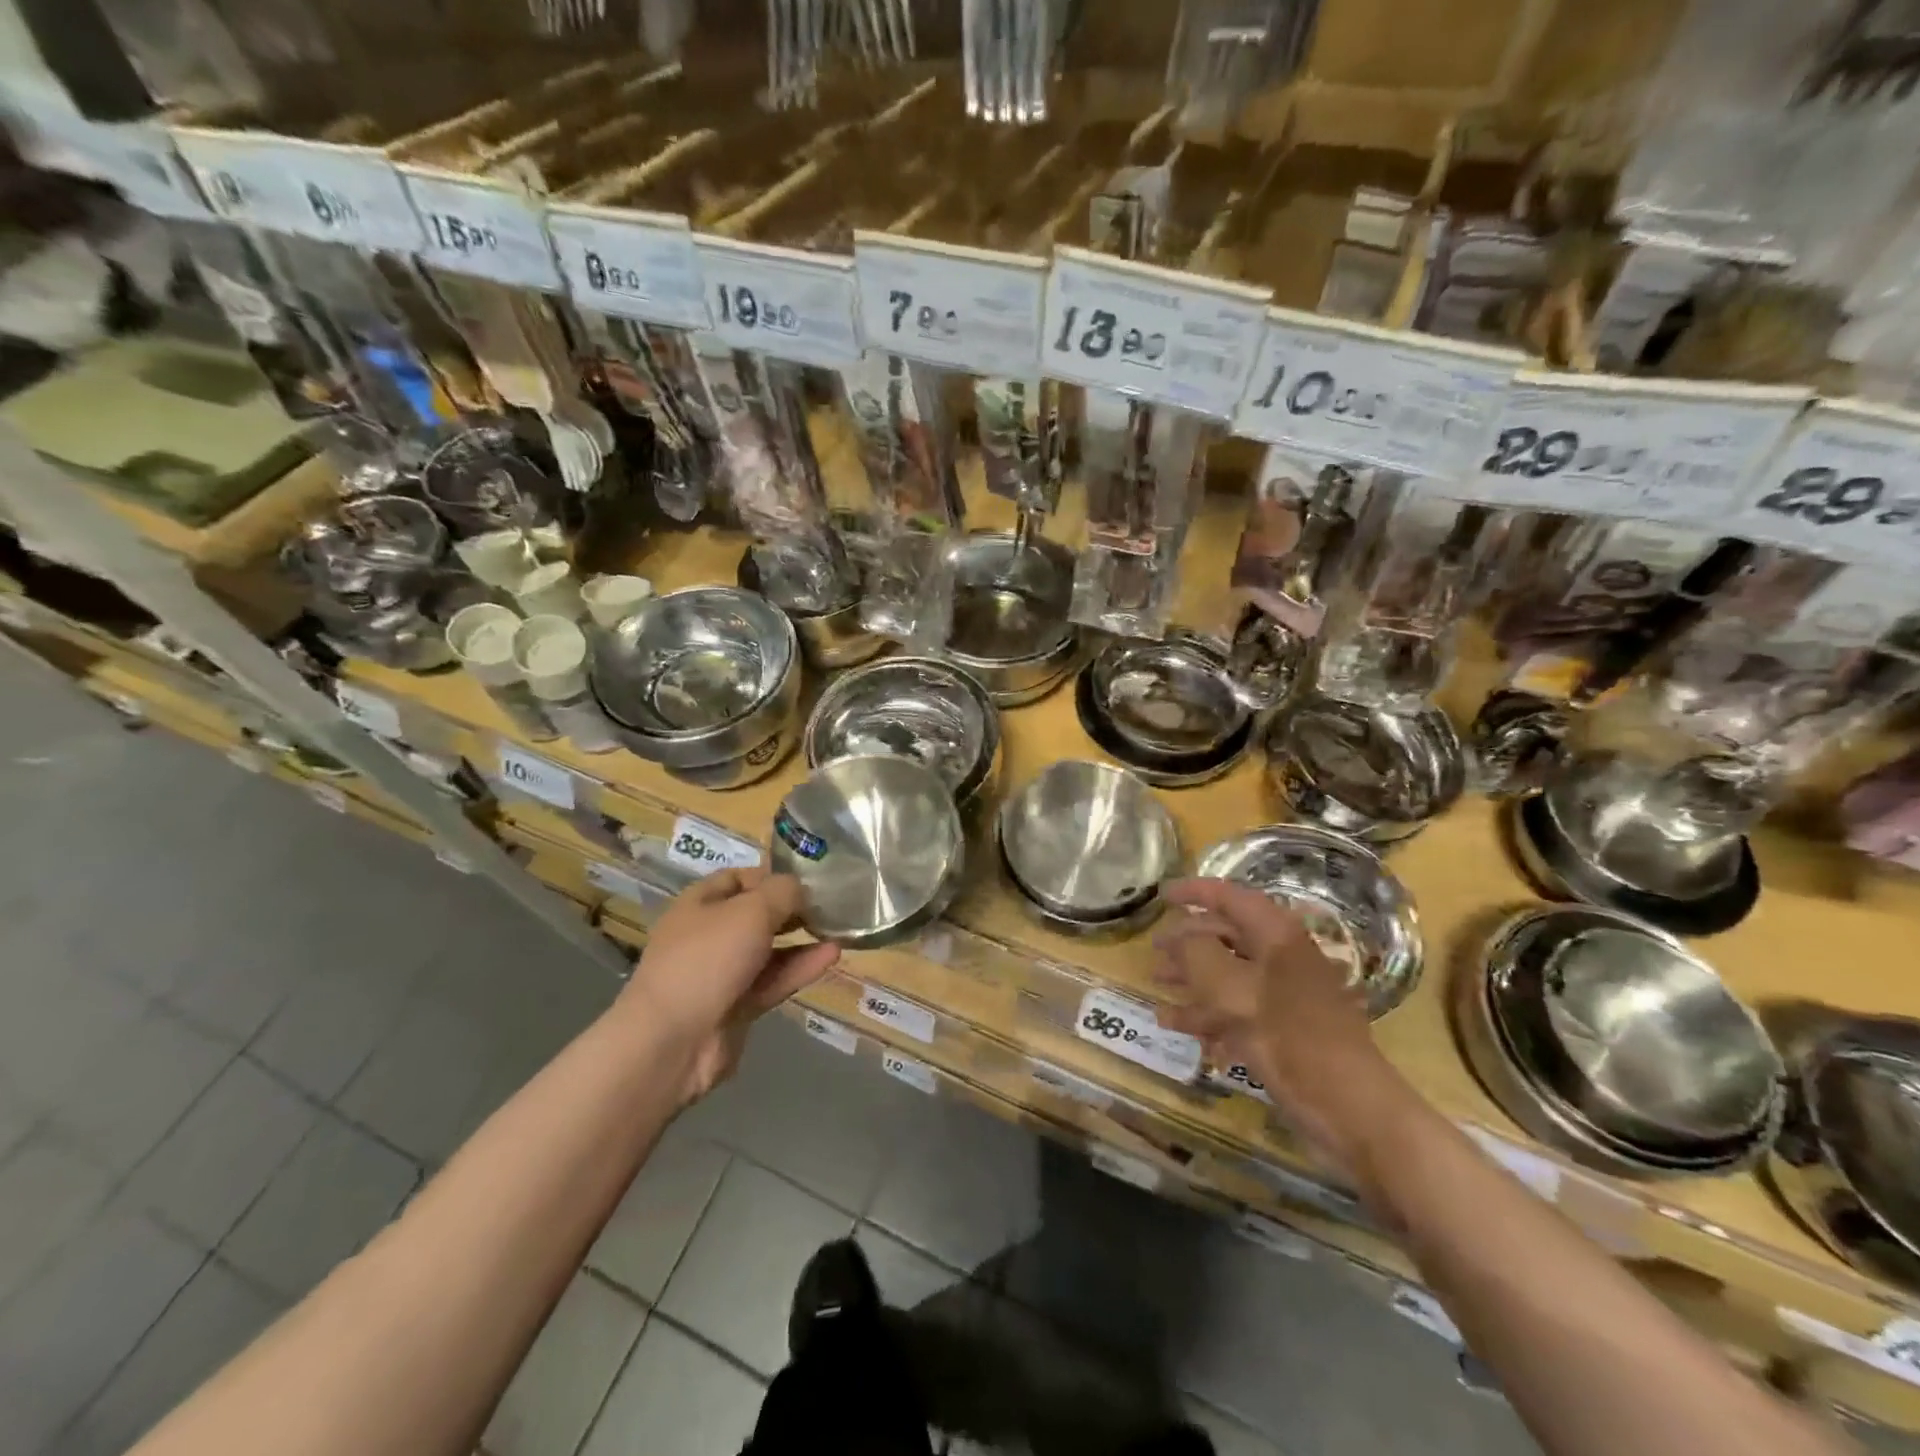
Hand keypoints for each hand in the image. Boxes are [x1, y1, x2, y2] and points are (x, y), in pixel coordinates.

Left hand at [622, 869, 839, 1104]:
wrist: (673, 1041)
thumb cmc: (708, 959)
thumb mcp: (751, 911)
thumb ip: (783, 893)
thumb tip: (802, 890)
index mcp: (700, 903)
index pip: (739, 878)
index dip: (772, 876)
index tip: (809, 879)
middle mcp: (709, 934)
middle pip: (756, 914)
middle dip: (792, 909)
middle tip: (830, 904)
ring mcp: (723, 973)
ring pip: (769, 950)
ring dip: (802, 939)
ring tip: (839, 929)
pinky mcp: (738, 1006)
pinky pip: (774, 980)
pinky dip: (801, 967)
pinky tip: (832, 955)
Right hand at [1152, 878, 1402, 1175]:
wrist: (1349, 1106)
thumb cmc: (1288, 1035)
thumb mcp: (1230, 988)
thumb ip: (1197, 953)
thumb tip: (1182, 938)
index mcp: (1276, 935)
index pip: (1230, 897)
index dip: (1193, 892)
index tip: (1161, 896)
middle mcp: (1282, 957)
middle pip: (1227, 935)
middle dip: (1187, 942)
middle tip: (1154, 950)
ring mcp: (1284, 994)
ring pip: (1229, 974)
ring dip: (1192, 979)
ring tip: (1157, 985)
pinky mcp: (1283, 1028)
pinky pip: (1238, 1009)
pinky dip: (1208, 1014)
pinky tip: (1177, 1026)